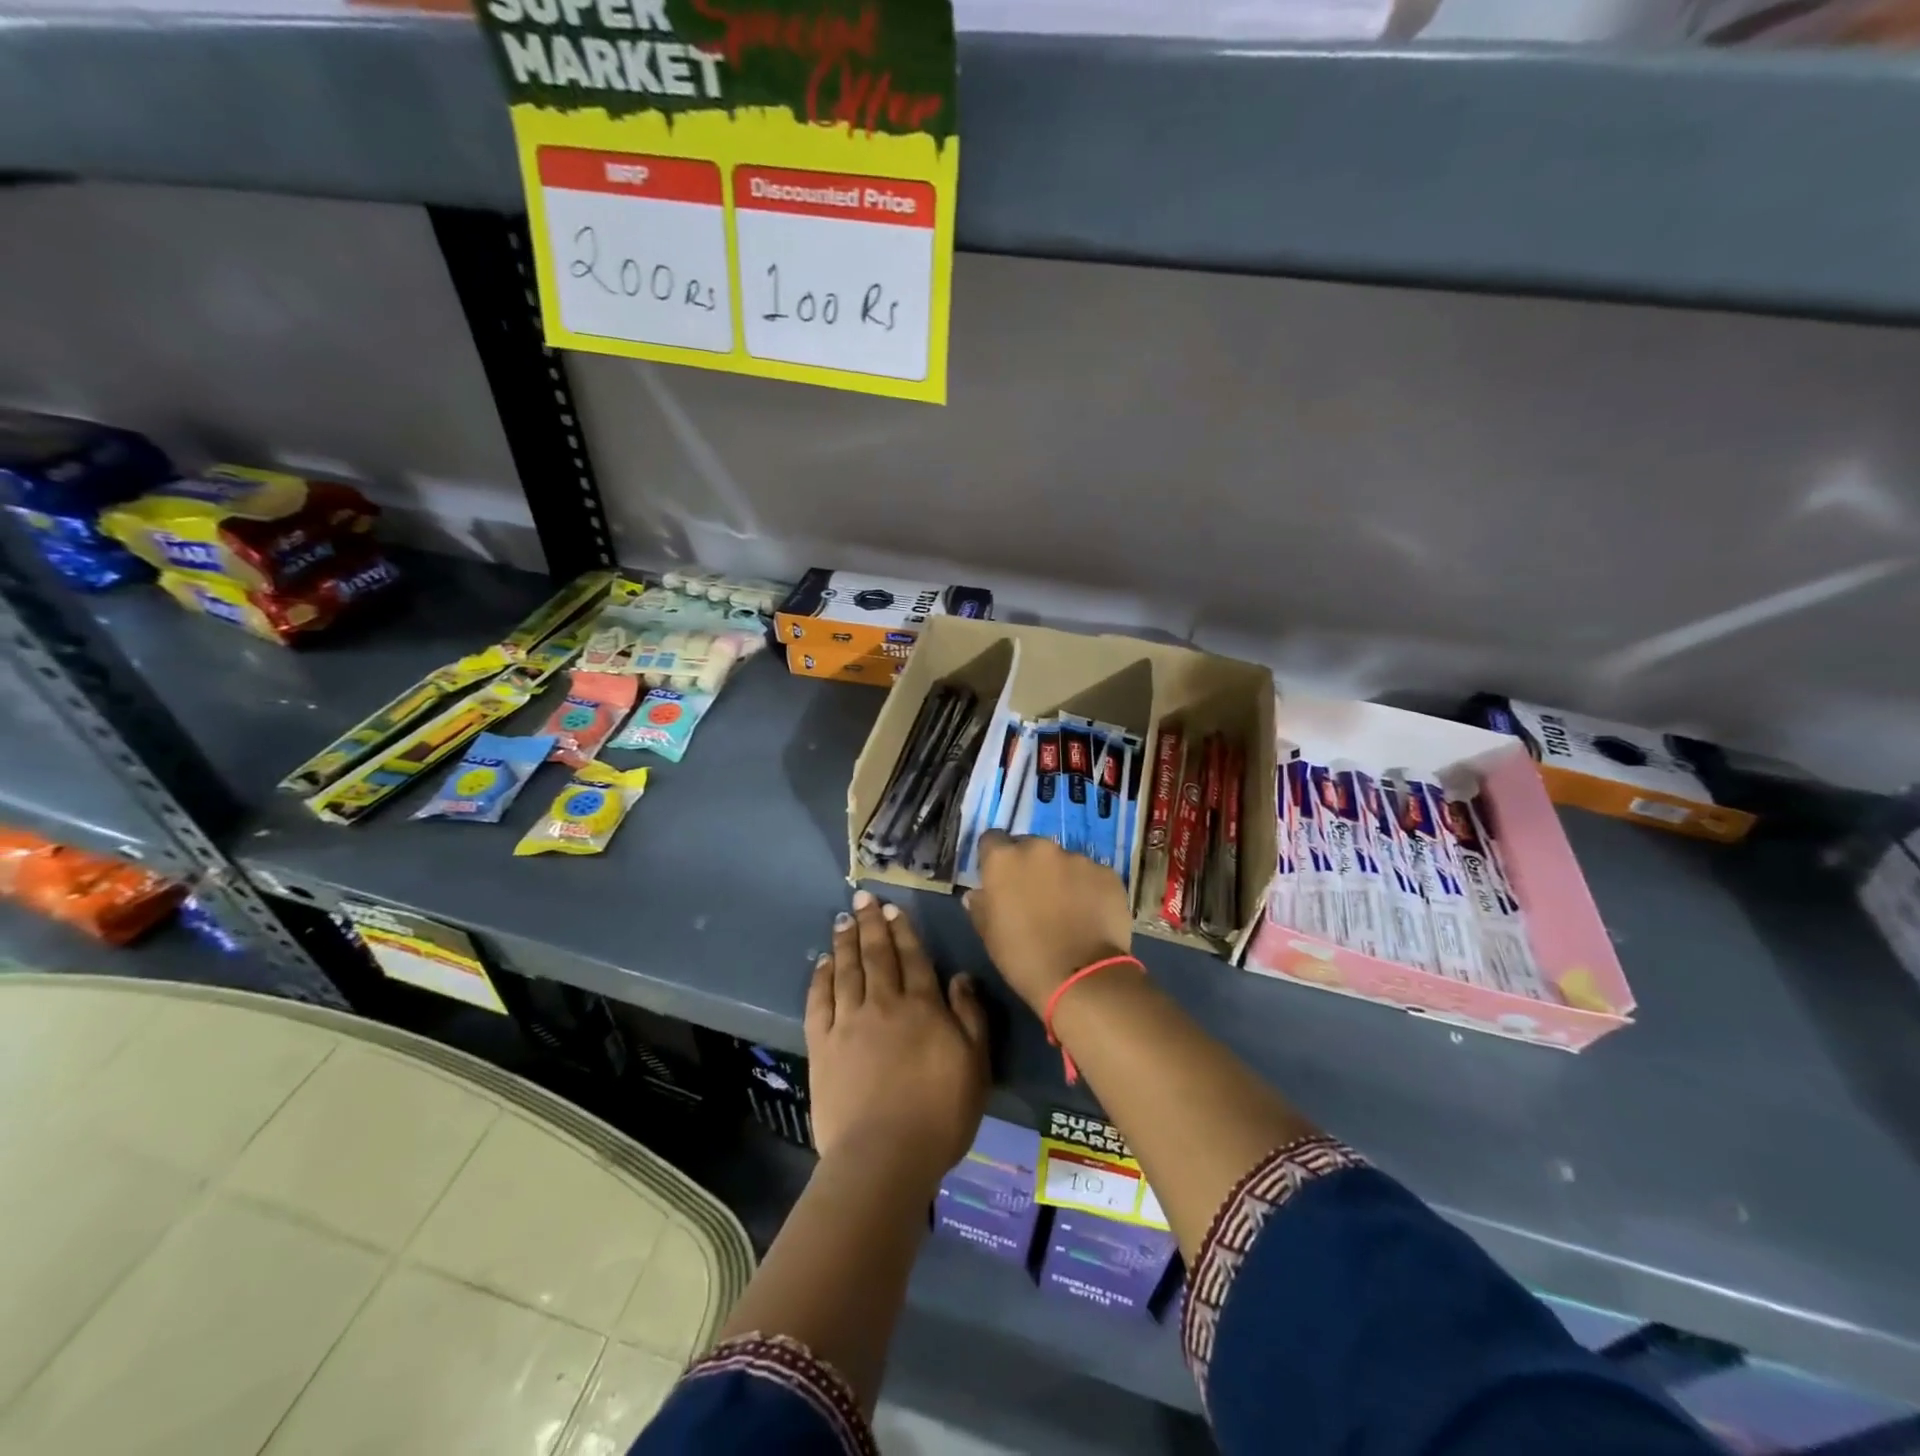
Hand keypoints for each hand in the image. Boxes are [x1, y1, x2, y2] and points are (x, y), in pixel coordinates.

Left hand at [806, 890, 989, 1187]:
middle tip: (862, 898)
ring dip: (846, 942)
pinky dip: (820, 978)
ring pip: (847, 971)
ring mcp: (850, 1023)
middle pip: (877, 955)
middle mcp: (884, 1005)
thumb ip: (970, 1016)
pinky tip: (822, 963)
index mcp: (923, 1008)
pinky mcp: (823, 1046)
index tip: (893, 908)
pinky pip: (820, 1002)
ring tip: (843, 920)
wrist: (885, 1156)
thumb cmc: (940, 1115)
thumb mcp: (976, 1065)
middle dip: (871, 924)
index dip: (903, 931)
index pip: (913, 958)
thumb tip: (960, 976)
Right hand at [966, 831, 1134, 1013]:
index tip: (998, 878)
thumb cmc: (1024, 958)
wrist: (1082, 977)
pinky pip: (1091, 875)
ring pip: (1063, 860)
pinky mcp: (1106, 872)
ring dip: (1060, 876)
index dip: (994, 858)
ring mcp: (1077, 858)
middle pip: (1030, 847)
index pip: (992, 840)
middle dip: (1029, 866)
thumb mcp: (989, 935)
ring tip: (1067, 908)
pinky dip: (1088, 888)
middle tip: (1034, 896)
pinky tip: (1090, 914)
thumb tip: (977, 894)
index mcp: (1004, 859)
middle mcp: (1039, 848)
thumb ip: (981, 906)